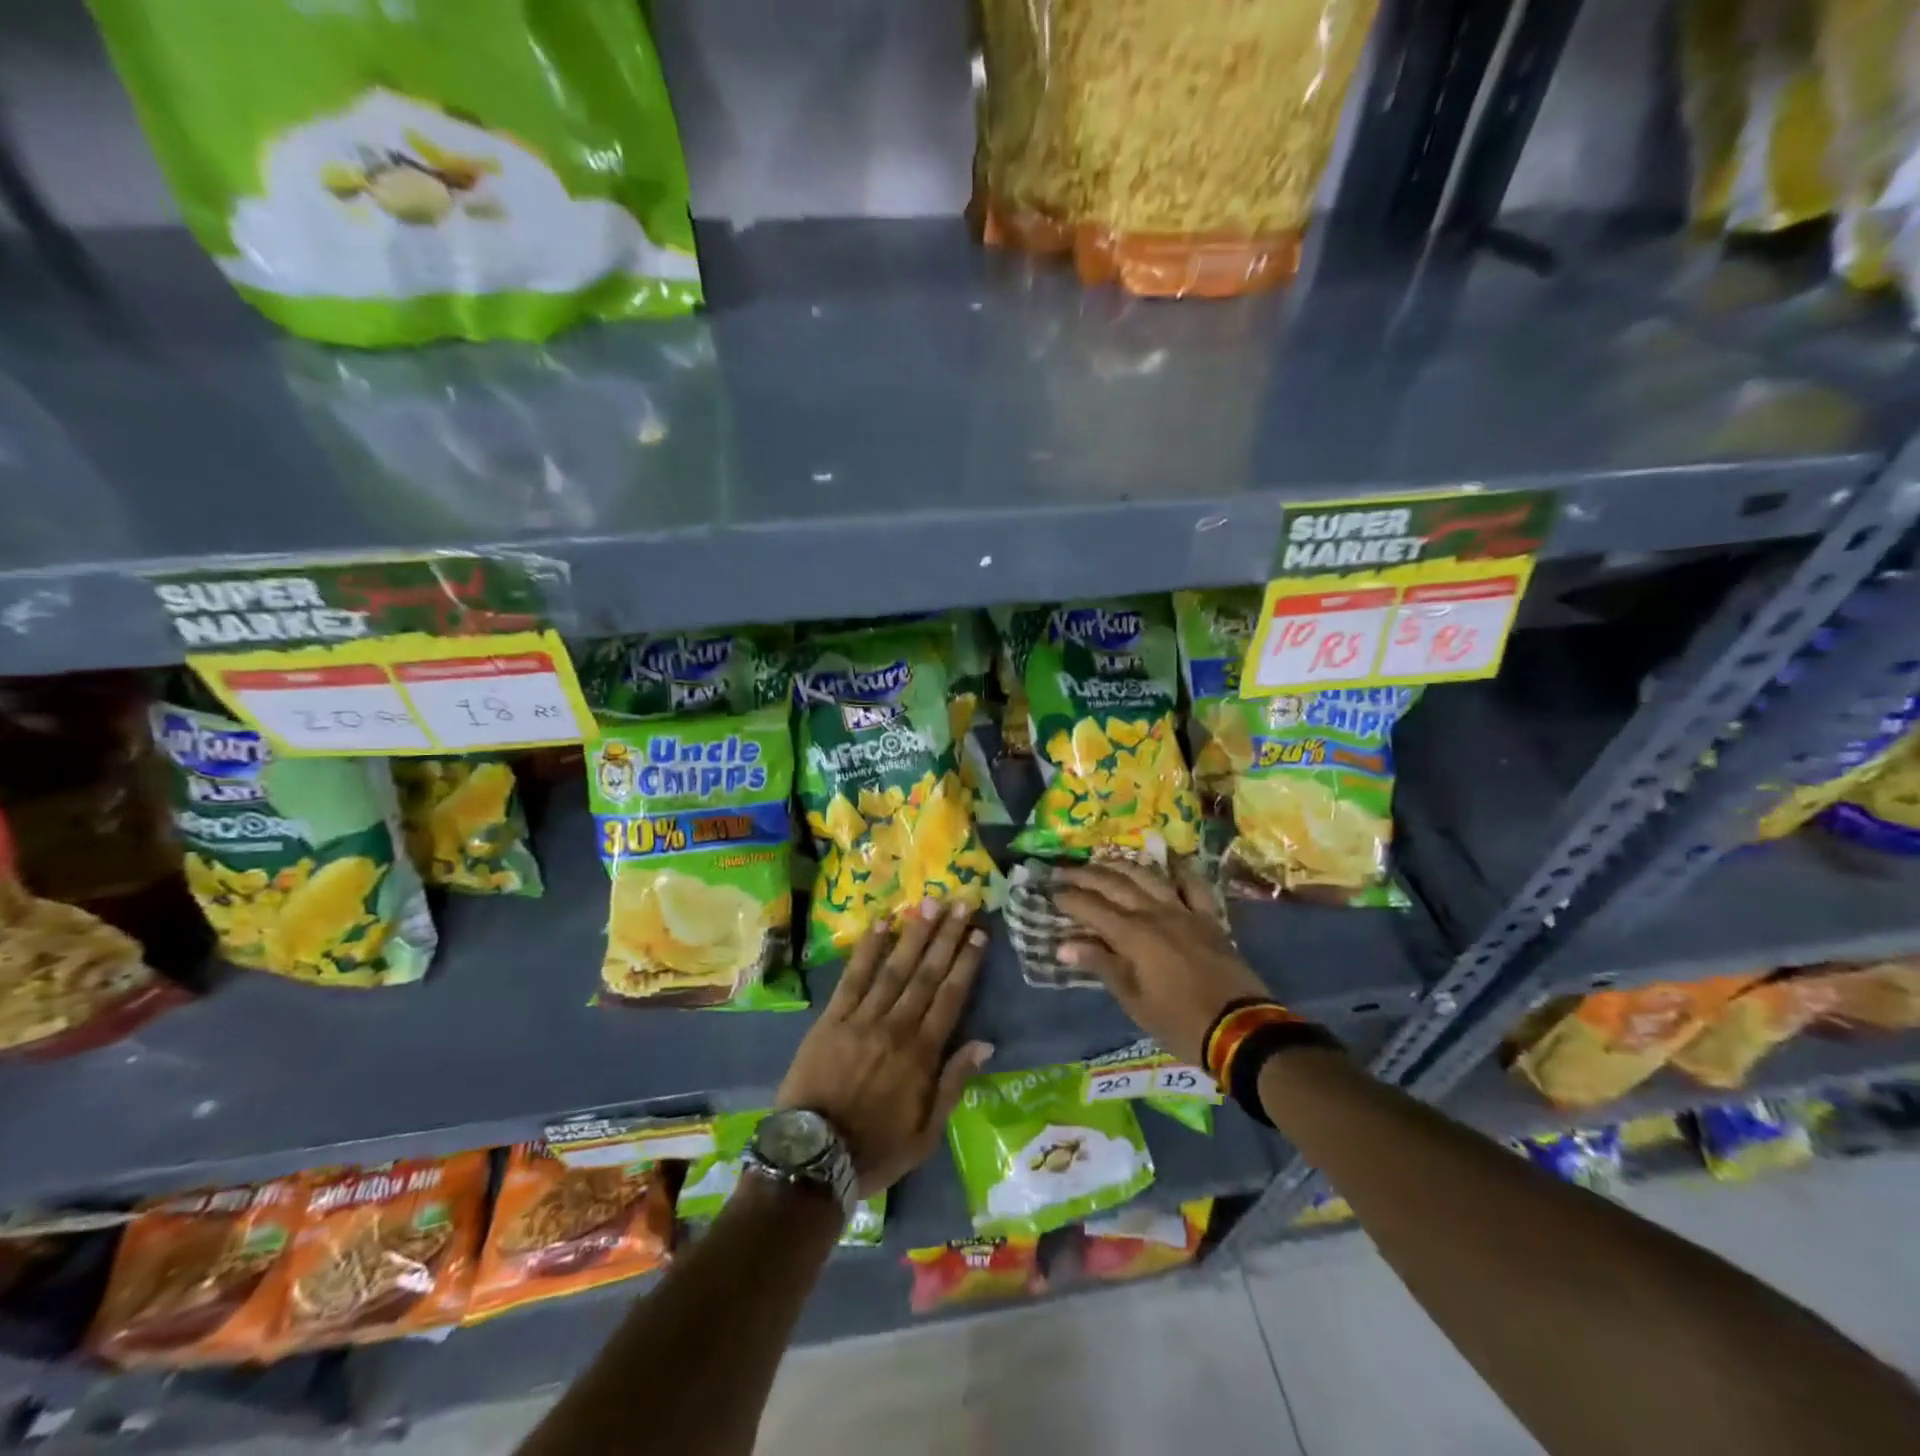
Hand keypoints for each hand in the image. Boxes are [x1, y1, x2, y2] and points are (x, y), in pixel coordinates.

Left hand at [776, 899, 993, 1195]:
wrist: (811, 1160)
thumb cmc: (875, 1151)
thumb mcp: (927, 1133)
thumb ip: (954, 1083)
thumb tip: (984, 1043)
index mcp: (922, 1054)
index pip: (951, 997)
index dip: (966, 962)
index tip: (979, 933)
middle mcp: (896, 1027)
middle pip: (926, 973)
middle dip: (945, 936)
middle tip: (960, 903)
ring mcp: (861, 1019)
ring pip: (893, 968)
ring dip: (913, 934)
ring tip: (928, 903)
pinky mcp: (830, 1019)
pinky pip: (852, 978)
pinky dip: (866, 950)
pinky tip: (879, 924)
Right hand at [1054, 859, 1266, 1066]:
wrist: (1240, 1030)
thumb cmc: (1179, 1022)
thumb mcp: (1133, 1001)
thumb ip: (1101, 965)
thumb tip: (1063, 946)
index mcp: (1133, 935)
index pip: (1091, 908)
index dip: (1068, 898)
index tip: (1050, 892)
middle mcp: (1155, 913)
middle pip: (1115, 885)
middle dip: (1085, 876)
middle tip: (1064, 870)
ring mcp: (1184, 912)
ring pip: (1148, 877)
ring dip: (1122, 866)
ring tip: (1103, 861)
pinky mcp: (1209, 918)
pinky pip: (1194, 885)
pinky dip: (1181, 869)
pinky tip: (1169, 858)